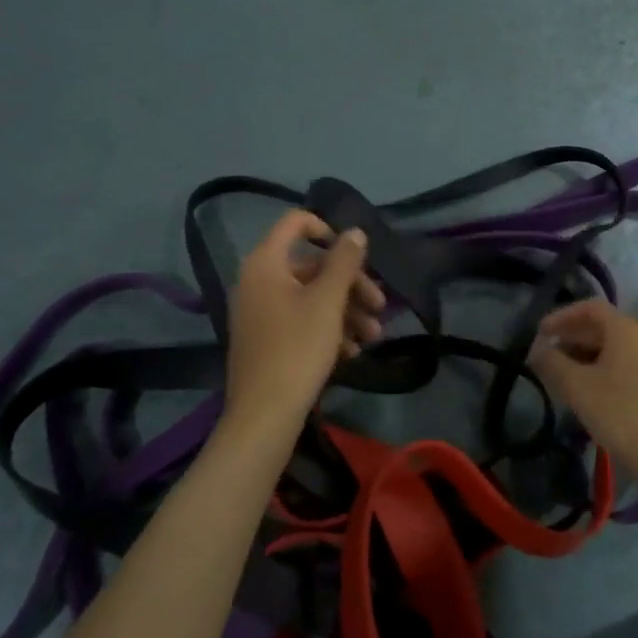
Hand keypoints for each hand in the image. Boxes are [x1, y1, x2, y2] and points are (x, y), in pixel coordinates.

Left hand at [224, 210, 385, 432]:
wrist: (264, 415)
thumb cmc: (297, 348)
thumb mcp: (328, 301)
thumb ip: (344, 262)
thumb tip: (355, 231)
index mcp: (265, 263)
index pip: (295, 223)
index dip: (328, 229)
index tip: (356, 253)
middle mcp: (257, 281)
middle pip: (310, 266)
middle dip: (350, 284)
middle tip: (380, 306)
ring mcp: (259, 312)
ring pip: (310, 297)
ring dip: (345, 311)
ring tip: (373, 336)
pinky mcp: (265, 340)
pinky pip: (300, 320)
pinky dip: (327, 329)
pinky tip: (352, 351)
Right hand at [528, 299, 637, 477]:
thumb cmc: (619, 413)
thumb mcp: (577, 386)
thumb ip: (552, 362)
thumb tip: (536, 348)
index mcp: (626, 330)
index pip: (590, 308)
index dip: (562, 316)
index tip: (541, 331)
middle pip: (602, 327)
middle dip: (571, 336)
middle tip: (546, 351)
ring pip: (612, 349)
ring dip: (584, 354)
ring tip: (561, 372)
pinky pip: (623, 366)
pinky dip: (600, 369)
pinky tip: (585, 390)